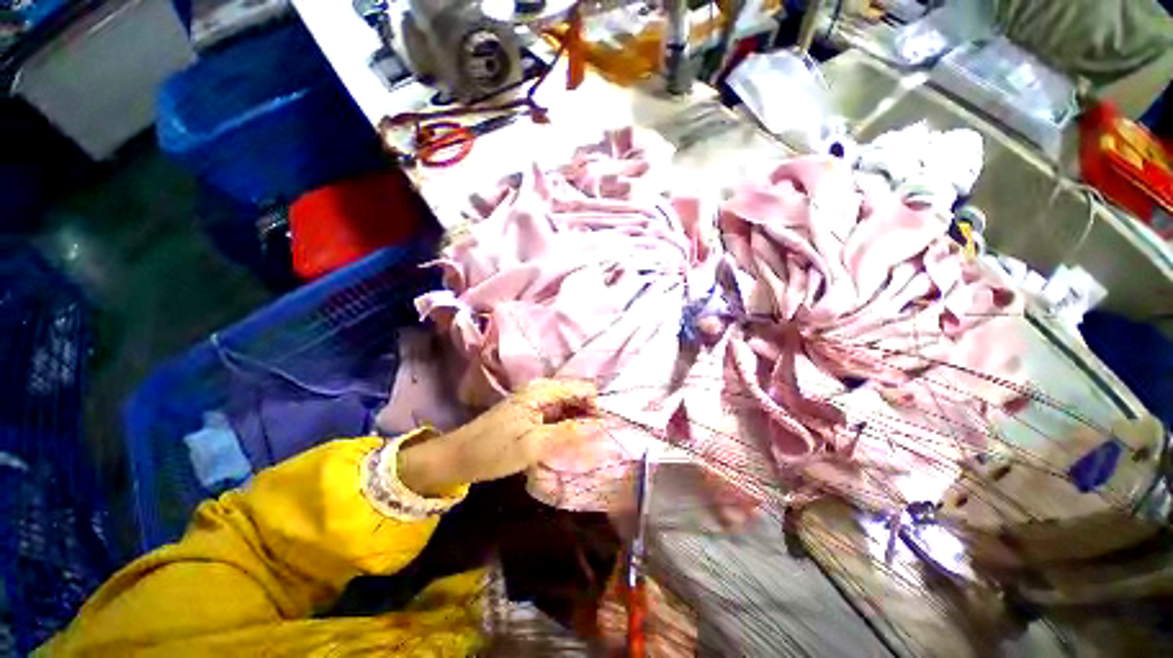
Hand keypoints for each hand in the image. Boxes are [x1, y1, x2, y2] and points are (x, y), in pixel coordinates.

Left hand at [397, 379, 597, 495]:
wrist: (456, 458)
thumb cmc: (493, 450)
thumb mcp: (533, 445)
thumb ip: (569, 433)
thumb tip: (602, 426)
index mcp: (543, 391)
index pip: (584, 389)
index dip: (598, 407)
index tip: (606, 431)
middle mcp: (542, 391)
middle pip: (577, 397)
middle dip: (591, 416)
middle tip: (599, 443)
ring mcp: (536, 402)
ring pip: (569, 408)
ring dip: (580, 423)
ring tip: (588, 446)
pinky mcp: (531, 414)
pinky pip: (558, 416)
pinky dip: (567, 428)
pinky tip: (570, 444)